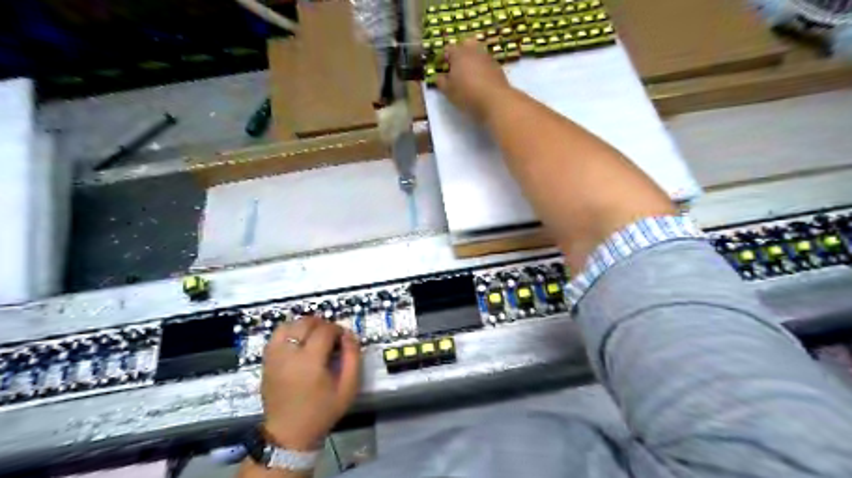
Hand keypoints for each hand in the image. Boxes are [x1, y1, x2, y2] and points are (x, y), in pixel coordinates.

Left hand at [264, 318, 362, 446]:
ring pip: (289, 325)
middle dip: (322, 324)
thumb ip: (353, 358)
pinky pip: (277, 335)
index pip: (325, 330)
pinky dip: (290, 331)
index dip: (338, 330)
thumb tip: (349, 335)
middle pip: (306, 322)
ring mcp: (275, 356)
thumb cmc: (322, 411)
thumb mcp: (348, 388)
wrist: (289, 433)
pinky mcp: (266, 360)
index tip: (343, 340)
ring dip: (305, 325)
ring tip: (314, 337)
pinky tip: (299, 342)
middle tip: (331, 337)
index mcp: (310, 361)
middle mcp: (289, 354)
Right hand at [435, 38, 507, 120]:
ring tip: (468, 73)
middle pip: (465, 44)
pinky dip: (481, 67)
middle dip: (459, 52)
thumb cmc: (467, 94)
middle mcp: (473, 51)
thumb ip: (441, 81)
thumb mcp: (448, 91)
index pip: (448, 49)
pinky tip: (480, 79)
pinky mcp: (497, 67)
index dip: (442, 57)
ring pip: (477, 52)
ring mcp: (487, 57)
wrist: (495, 100)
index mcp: (459, 54)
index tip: (440, 65)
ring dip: (471, 59)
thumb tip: (439, 76)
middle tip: (455, 66)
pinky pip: (486, 63)